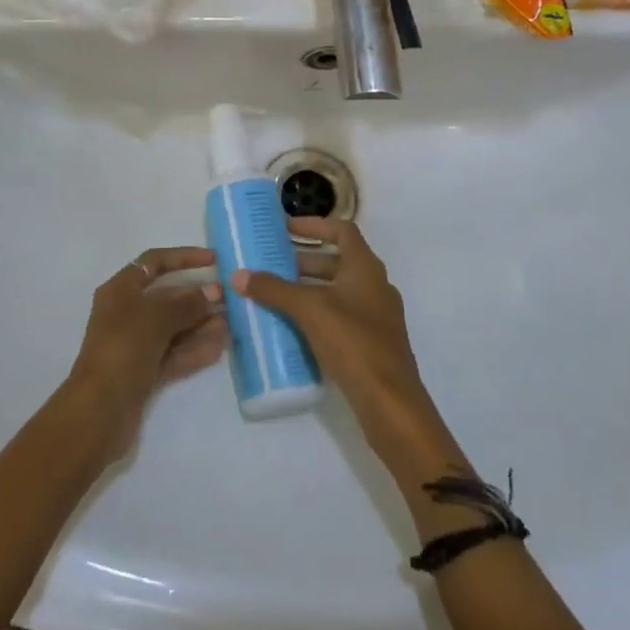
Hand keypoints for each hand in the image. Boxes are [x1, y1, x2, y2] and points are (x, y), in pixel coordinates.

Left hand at [64, 247, 227, 459]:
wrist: (100, 411)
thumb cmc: (123, 348)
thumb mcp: (156, 317)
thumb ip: (187, 303)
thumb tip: (214, 292)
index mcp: (120, 289)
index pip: (154, 262)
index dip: (184, 257)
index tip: (214, 260)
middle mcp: (126, 313)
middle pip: (167, 297)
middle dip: (198, 297)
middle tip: (229, 299)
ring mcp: (135, 344)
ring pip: (174, 327)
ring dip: (201, 324)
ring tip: (231, 324)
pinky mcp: (144, 371)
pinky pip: (174, 353)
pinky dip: (195, 349)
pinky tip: (219, 346)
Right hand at [232, 218, 463, 477]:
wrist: (390, 404)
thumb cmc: (353, 343)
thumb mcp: (309, 310)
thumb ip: (273, 290)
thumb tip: (238, 275)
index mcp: (366, 267)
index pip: (342, 230)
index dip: (314, 225)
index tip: (285, 228)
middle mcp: (374, 286)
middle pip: (337, 261)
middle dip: (303, 260)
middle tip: (271, 264)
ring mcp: (375, 317)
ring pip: (337, 291)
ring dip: (308, 289)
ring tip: (274, 294)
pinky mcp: (370, 344)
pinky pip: (339, 317)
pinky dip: (316, 314)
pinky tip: (292, 327)